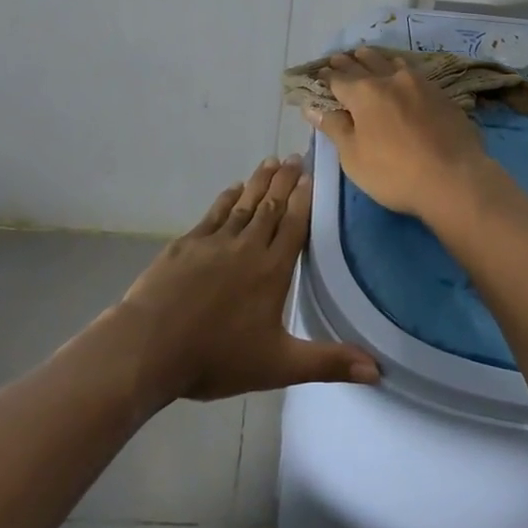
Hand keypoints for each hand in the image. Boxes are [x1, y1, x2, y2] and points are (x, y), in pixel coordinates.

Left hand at [117, 157, 379, 403]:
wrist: (149, 347)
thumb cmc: (217, 357)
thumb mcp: (279, 365)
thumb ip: (328, 362)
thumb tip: (378, 370)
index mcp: (272, 270)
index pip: (294, 224)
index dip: (304, 198)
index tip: (312, 174)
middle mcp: (247, 247)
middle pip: (271, 206)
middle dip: (285, 180)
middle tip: (295, 156)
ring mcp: (213, 242)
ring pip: (244, 204)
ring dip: (259, 181)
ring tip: (271, 162)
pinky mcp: (186, 245)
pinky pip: (213, 214)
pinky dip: (227, 199)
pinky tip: (233, 189)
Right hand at [303, 48, 494, 220]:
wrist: (454, 178)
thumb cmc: (394, 173)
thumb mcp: (354, 157)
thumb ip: (335, 127)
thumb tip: (312, 107)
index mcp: (364, 93)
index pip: (338, 78)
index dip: (327, 76)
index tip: (320, 73)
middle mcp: (391, 79)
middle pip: (365, 63)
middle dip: (350, 61)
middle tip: (340, 57)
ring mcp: (420, 84)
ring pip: (392, 62)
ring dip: (377, 59)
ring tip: (368, 56)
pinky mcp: (442, 94)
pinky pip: (414, 73)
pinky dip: (400, 70)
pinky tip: (402, 75)